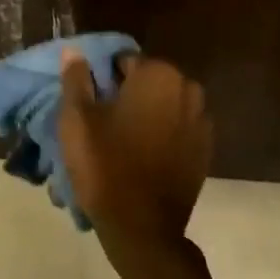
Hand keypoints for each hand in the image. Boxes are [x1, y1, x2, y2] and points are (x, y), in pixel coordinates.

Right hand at [58, 50, 212, 249]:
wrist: (143, 228)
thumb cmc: (105, 166)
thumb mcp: (77, 120)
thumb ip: (76, 79)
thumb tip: (73, 50)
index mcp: (159, 75)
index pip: (124, 61)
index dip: (103, 79)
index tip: (89, 104)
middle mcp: (189, 89)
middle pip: (149, 82)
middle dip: (128, 96)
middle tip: (102, 124)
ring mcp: (203, 121)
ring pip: (166, 106)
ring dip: (147, 115)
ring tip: (122, 142)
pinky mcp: (206, 150)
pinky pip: (179, 130)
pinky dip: (163, 136)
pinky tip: (143, 158)